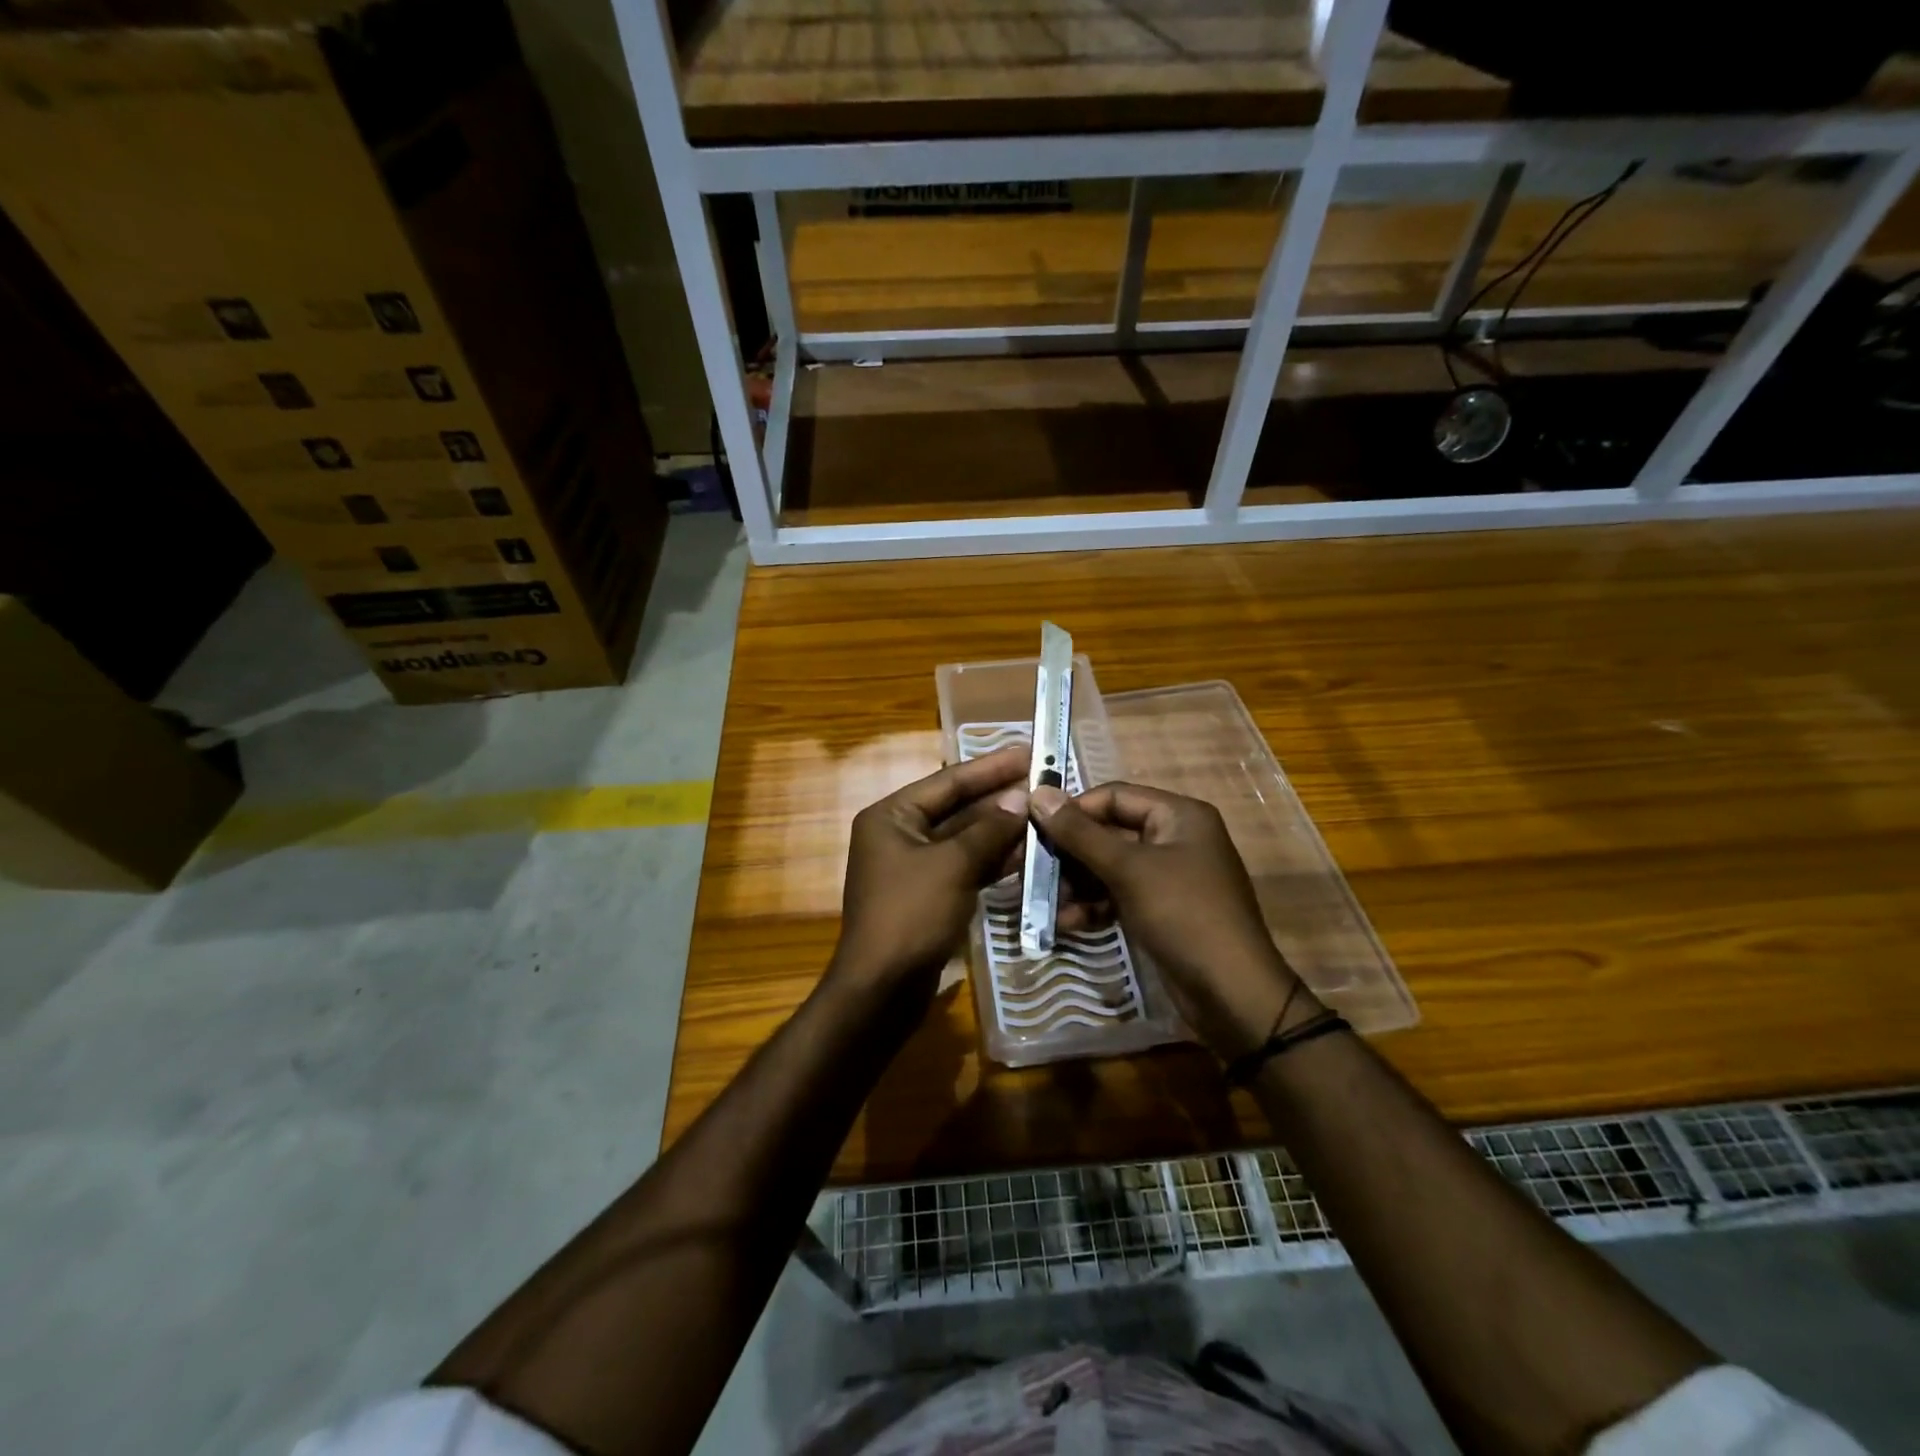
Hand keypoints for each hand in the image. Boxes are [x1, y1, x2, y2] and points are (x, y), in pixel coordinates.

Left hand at [831, 747, 1030, 1003]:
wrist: (882, 989)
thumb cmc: (910, 915)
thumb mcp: (952, 865)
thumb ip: (989, 829)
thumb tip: (1021, 798)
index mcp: (892, 816)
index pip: (948, 781)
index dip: (990, 767)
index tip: (1028, 752)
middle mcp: (900, 833)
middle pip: (958, 808)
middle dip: (999, 798)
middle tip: (1044, 782)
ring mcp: (915, 866)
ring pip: (965, 839)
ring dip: (1002, 829)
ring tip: (1045, 814)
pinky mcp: (930, 894)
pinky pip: (965, 866)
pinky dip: (993, 860)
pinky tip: (1028, 852)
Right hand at [1030, 782, 1319, 1059]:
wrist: (1232, 994)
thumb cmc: (1183, 915)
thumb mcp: (1129, 870)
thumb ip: (1081, 833)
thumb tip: (1039, 793)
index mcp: (1179, 815)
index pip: (1114, 796)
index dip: (1074, 809)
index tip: (1033, 827)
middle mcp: (1175, 838)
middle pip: (1109, 832)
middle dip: (1070, 853)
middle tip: (1030, 868)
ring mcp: (1169, 876)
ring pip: (1110, 867)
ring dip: (1077, 883)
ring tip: (1043, 901)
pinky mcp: (1161, 909)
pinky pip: (1119, 895)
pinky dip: (1094, 906)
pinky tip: (1067, 923)